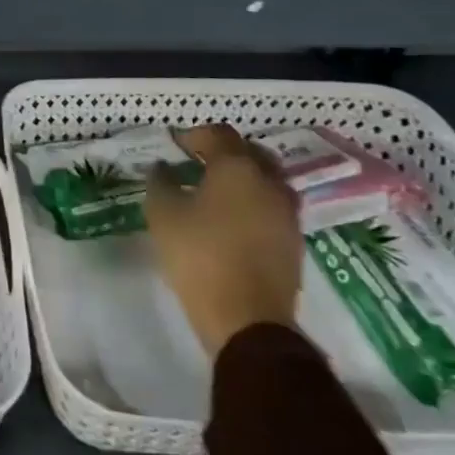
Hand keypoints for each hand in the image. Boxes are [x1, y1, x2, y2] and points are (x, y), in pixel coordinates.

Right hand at [146, 123, 301, 357]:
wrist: (247, 320)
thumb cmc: (200, 256)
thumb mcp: (163, 214)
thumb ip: (160, 183)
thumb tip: (163, 168)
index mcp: (237, 168)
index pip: (218, 135)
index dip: (194, 135)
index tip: (175, 146)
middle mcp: (269, 183)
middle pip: (250, 153)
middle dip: (225, 152)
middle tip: (199, 163)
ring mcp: (287, 214)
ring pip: (267, 181)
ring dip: (244, 179)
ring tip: (216, 193)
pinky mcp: (293, 243)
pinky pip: (273, 208)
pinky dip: (254, 204)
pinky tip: (232, 221)